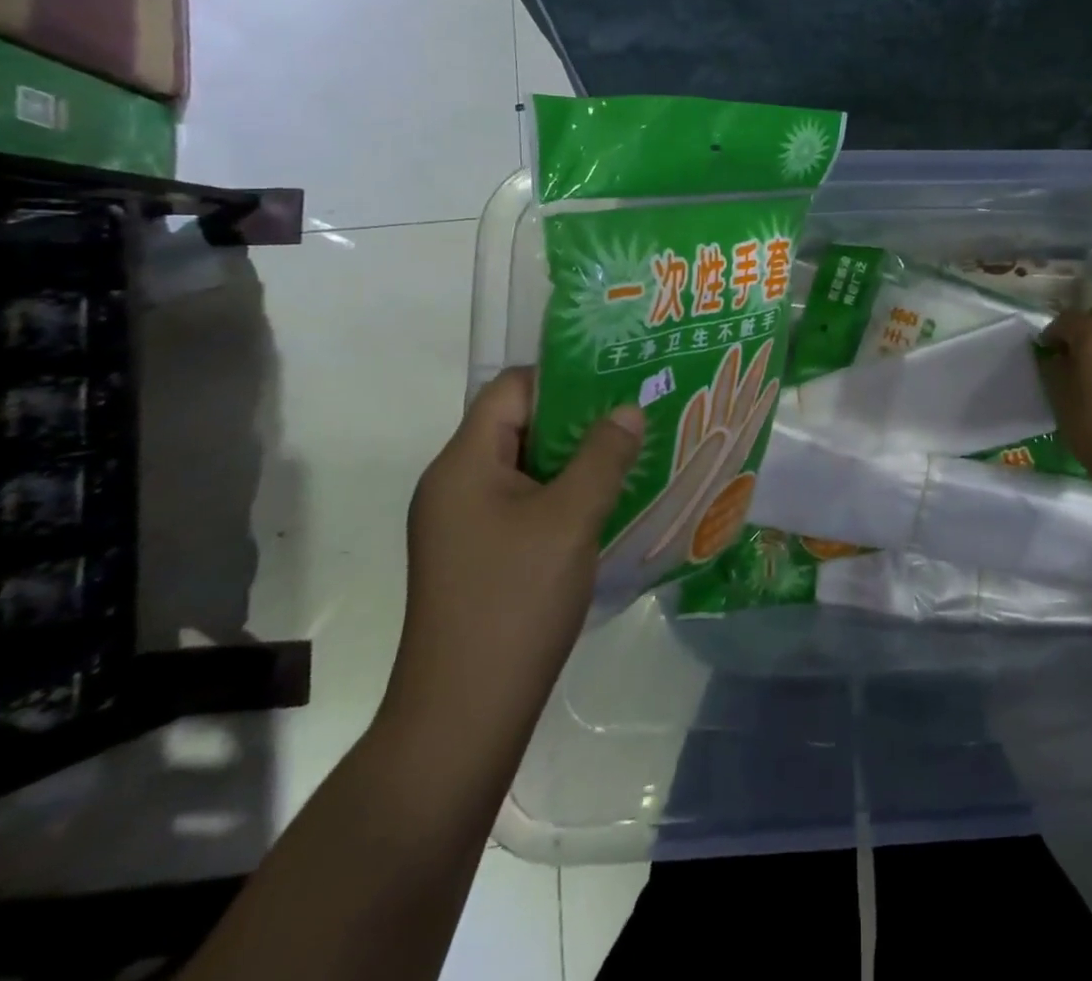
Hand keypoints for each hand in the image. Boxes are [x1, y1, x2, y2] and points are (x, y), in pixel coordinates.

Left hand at [378, 368, 642, 769]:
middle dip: (579, 418)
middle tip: (636, 415)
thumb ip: (603, 456)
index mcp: (463, 463)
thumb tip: (629, 409)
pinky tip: (606, 502)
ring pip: (527, 467)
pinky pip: (525, 503)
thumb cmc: (515, 601)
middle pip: (519, 425)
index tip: (617, 380)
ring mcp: (463, 524)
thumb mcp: (570, 519)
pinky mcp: (479, 555)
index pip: (510, 389)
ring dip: (576, 459)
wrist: (464, 715)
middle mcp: (455, 484)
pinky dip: (564, 494)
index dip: (563, 377)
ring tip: (631, 453)